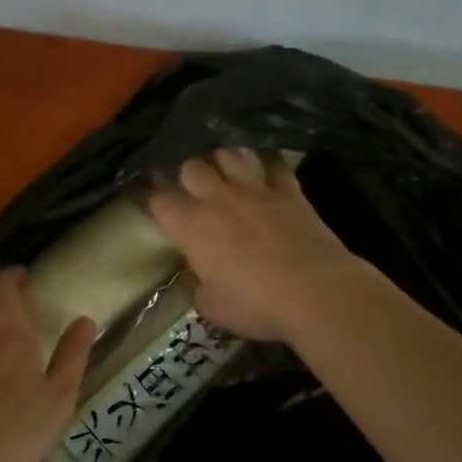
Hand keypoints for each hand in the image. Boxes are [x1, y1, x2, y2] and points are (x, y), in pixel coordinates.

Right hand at [146, 149, 360, 342]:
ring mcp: (256, 191)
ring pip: (230, 155)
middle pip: (191, 167)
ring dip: (223, 162)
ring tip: (224, 174)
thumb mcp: (212, 306)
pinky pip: (275, 167)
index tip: (146, 203)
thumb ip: (199, 285)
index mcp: (191, 225)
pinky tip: (267, 174)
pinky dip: (268, 169)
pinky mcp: (290, 192)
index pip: (158, 201)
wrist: (316, 292)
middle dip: (186, 177)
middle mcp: (218, 198)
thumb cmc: (254, 304)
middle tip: (190, 191)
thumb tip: (199, 277)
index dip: (149, 200)